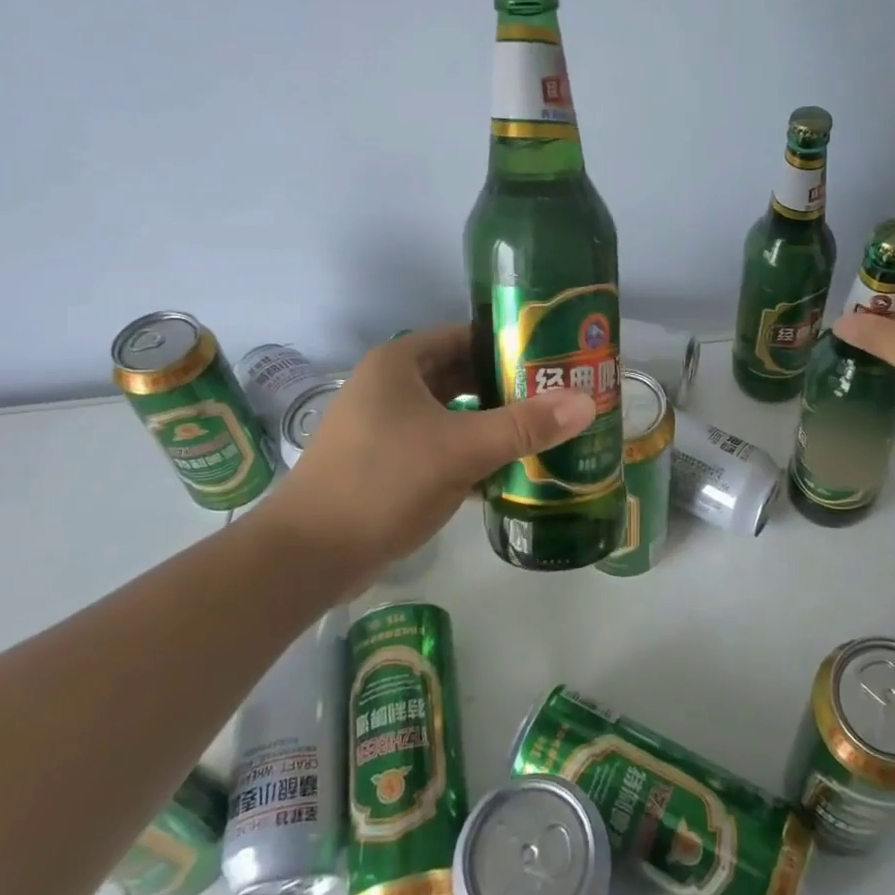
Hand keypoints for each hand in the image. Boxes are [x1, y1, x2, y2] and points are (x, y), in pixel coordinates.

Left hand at [252, 325, 593, 576]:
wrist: (309, 557)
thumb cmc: (382, 482)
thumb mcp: (459, 449)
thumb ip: (523, 425)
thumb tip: (585, 402)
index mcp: (399, 364)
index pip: (465, 337)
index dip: (509, 345)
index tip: (553, 359)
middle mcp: (390, 388)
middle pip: (462, 377)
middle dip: (508, 389)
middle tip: (557, 399)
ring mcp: (386, 429)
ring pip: (452, 416)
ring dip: (492, 426)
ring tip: (543, 435)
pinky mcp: (387, 466)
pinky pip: (440, 449)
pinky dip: (471, 456)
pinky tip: (509, 475)